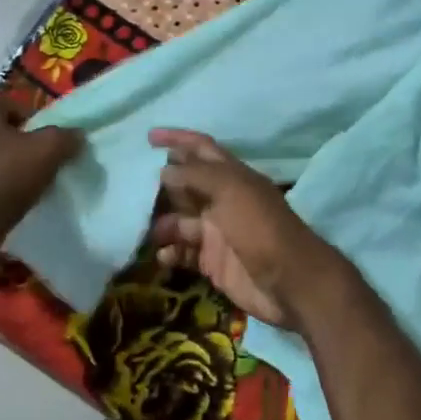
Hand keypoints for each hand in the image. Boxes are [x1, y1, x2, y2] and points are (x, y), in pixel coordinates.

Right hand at [148, 129, 354, 332]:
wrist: (290, 282)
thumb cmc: (261, 228)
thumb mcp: (231, 191)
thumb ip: (197, 176)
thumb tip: (164, 170)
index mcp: (232, 176)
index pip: (201, 148)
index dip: (177, 139)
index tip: (148, 137)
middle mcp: (223, 200)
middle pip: (186, 185)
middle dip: (160, 185)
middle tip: (130, 189)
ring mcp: (217, 232)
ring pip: (180, 220)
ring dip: (161, 223)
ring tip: (144, 229)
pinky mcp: (213, 262)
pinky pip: (184, 253)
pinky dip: (170, 253)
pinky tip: (162, 256)